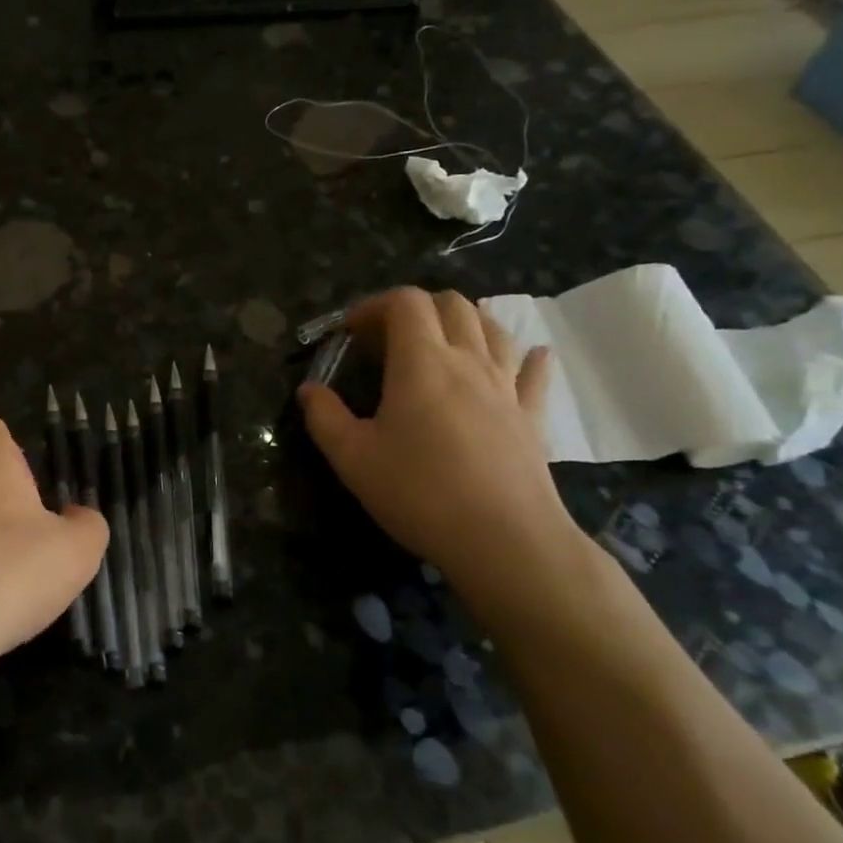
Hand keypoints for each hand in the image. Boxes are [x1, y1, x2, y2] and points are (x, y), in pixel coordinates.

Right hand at [296, 289, 575, 593]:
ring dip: (464, 322)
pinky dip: (526, 356)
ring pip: (493, 328)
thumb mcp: (352, 458)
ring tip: (442, 343)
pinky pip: (534, 372)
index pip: (405, 302)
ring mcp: (506, 386)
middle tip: (389, 339)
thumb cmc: (419, 493)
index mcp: (421, 362)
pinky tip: (529, 356)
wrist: (504, 540)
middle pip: (451, 304)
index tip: (351, 334)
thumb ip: (324, 417)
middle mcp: (468, 360)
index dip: (374, 306)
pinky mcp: (532, 415)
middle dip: (417, 308)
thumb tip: (308, 390)